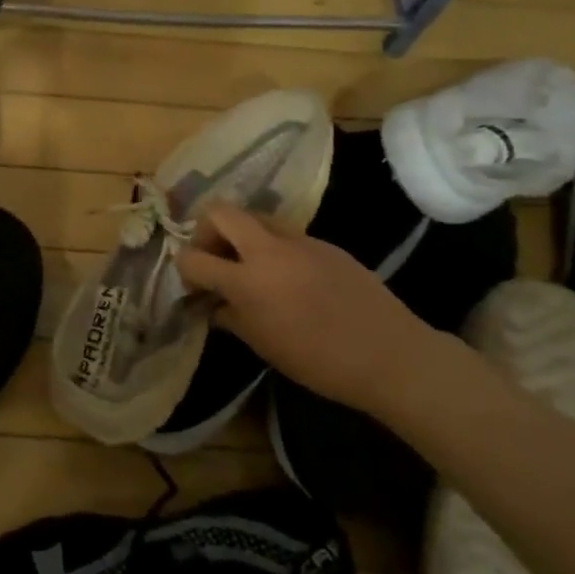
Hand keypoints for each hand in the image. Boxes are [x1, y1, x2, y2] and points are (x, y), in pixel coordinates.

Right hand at [174, 201, 443, 414]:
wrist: (390, 355)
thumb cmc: (319, 361)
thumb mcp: (264, 345)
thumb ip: (231, 317)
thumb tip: (214, 304)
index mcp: (248, 281)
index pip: (194, 258)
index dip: (184, 269)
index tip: (193, 285)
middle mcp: (269, 250)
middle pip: (220, 212)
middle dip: (206, 230)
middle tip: (214, 258)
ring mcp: (300, 240)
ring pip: (255, 216)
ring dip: (241, 234)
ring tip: (249, 266)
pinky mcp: (324, 243)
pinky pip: (286, 233)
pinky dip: (273, 246)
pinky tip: (287, 277)